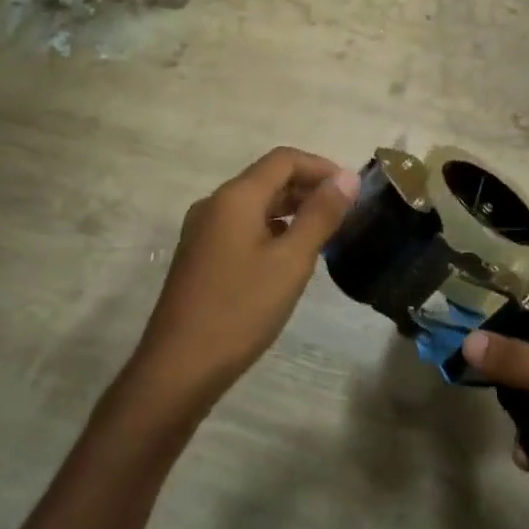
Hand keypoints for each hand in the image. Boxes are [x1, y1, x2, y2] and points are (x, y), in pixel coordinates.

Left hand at [129, 148, 358, 410]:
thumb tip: (347, 178)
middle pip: (267, 178)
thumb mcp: (291, 261)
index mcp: (235, 197)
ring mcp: (203, 230)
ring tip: (324, 231)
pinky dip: (271, 228)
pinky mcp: (200, 255)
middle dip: (307, 187)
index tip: (351, 189)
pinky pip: (241, 226)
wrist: (178, 369)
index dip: (320, 166)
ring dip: (290, 209)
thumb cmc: (240, 310)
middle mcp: (215, 204)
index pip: (284, 159)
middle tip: (344, 211)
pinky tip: (289, 255)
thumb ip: (320, 215)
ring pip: (254, 203)